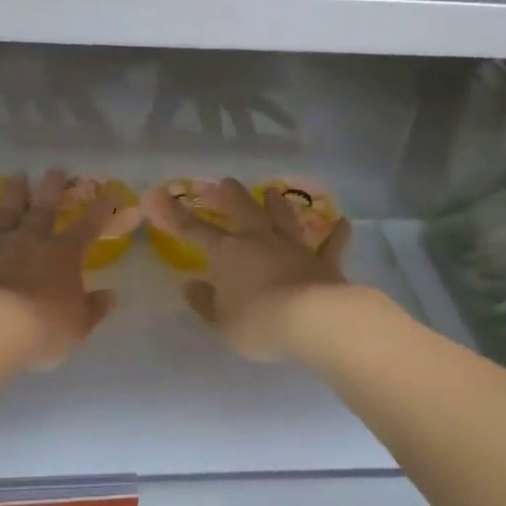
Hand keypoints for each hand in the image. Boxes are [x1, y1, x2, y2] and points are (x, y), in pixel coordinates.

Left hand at [0, 170, 118, 369]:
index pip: (87, 227)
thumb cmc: (41, 328)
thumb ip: (94, 309)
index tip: (109, 192)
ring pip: (5, 212)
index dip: (101, 210)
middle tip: (55, 169)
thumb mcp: (78, 325)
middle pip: (43, 209)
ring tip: (18, 176)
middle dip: (52, 188)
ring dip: (12, 193)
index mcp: (63, 255)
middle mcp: (29, 241)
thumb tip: (111, 296)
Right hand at [144, 178, 351, 361]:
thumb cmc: (258, 323)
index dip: (176, 214)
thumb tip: (189, 286)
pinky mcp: (324, 262)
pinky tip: (344, 223)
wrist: (313, 320)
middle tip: (224, 182)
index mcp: (228, 253)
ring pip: (284, 218)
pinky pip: (331, 245)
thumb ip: (205, 303)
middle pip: (242, 210)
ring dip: (277, 204)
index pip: (195, 230)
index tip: (160, 196)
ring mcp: (294, 248)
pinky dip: (337, 234)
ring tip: (273, 191)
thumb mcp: (221, 321)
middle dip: (230, 195)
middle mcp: (259, 240)